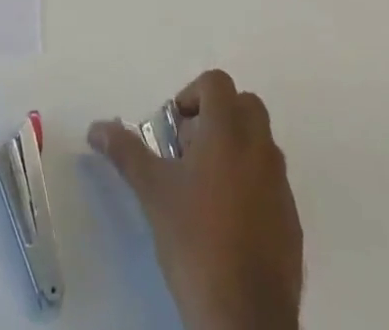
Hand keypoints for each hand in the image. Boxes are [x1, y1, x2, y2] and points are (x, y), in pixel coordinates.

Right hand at [89, 70, 303, 329]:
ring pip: (260, 143)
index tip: (175, 129)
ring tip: (205, 189)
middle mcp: (260, 148)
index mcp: (228, 131)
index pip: (216, 82)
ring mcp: (281, 185)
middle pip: (244, 105)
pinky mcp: (292, 220)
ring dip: (235, 148)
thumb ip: (126, 152)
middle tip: (190, 152)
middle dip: (217, 116)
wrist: (245, 318)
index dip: (192, 94)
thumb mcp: (153, 192)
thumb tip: (96, 128)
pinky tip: (228, 222)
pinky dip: (251, 184)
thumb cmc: (195, 241)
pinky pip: (271, 182)